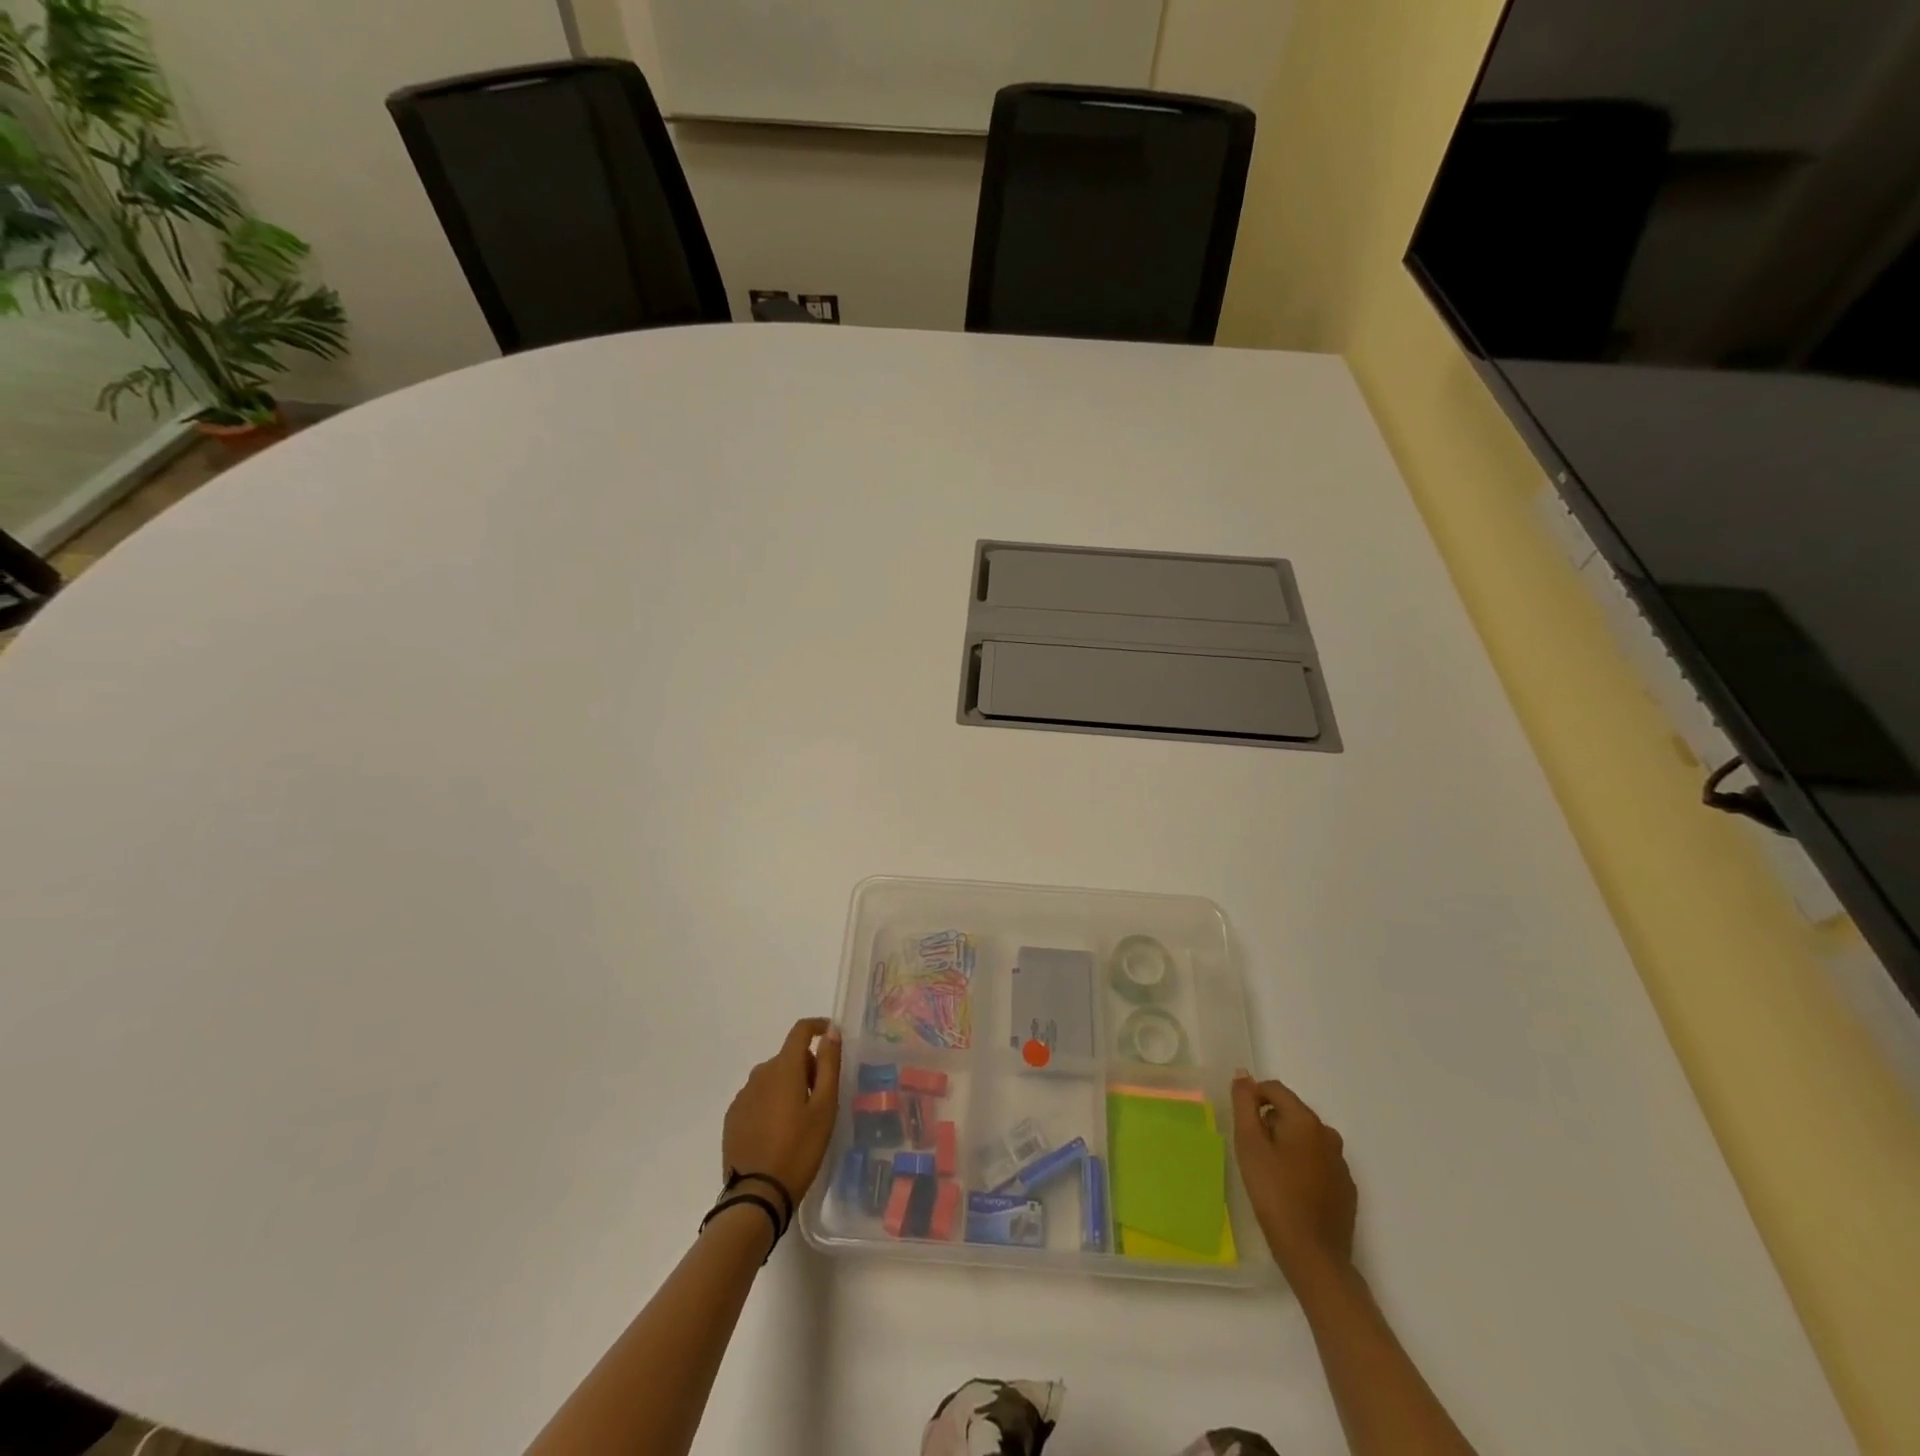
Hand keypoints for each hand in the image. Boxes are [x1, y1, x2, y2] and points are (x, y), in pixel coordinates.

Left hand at [721, 1018, 842, 1200]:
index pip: (800, 1031)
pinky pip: (757, 1097)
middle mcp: (760, 1074)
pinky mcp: (733, 1117)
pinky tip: (778, 1132)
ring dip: (788, 1086)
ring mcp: (743, 1096)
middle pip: (788, 1057)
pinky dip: (771, 1103)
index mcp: (784, 1068)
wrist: (757, 1196)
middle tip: (820, 1099)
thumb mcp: (825, 1107)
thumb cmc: (799, 1149)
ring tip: (800, 1120)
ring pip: (772, 1077)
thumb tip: (831, 1032)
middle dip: (807, 1067)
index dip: (818, 1027)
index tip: (831, 1035)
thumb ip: (829, 1065)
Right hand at [1232, 1070, 1357, 1282]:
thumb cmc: (1274, 1195)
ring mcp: (1341, 1163)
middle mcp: (1328, 1134)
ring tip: (1270, 1172)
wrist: (1313, 1256)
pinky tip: (1292, 1191)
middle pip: (1292, 1112)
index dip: (1253, 1098)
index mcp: (1305, 1120)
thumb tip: (1243, 1074)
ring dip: (1287, 1144)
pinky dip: (1303, 1166)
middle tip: (1253, 1152)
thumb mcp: (1249, 1145)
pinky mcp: (1346, 1189)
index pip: (1275, 1089)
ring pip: (1306, 1138)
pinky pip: (1319, 1163)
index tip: (1241, 1124)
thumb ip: (1244, 1105)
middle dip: (1270, 1122)